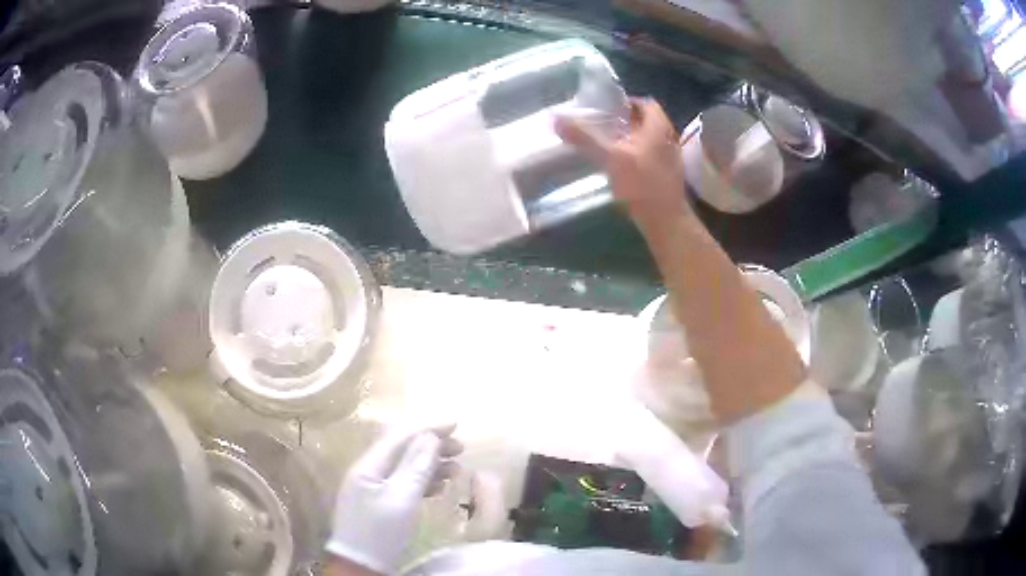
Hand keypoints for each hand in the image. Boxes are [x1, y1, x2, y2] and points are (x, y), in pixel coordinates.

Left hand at [325, 425, 462, 574]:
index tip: (456, 424)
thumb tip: (429, 436)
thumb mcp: (402, 499)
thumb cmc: (381, 531)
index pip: (399, 436)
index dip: (427, 428)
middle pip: (402, 449)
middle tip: (461, 449)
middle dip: (431, 446)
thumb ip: (416, 466)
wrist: (361, 565)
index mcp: (369, 466)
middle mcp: (369, 471)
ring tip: (456, 469)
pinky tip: (439, 487)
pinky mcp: (378, 503)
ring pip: (404, 467)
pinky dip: (422, 481)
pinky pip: (403, 483)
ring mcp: (372, 487)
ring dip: (430, 464)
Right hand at [555, 98, 687, 223]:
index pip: (645, 102)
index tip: (605, 108)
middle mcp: (669, 137)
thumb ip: (584, 137)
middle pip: (646, 121)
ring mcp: (670, 157)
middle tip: (601, 125)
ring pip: (648, 139)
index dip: (626, 101)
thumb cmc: (641, 184)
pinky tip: (620, 165)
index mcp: (658, 127)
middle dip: (624, 121)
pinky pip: (650, 154)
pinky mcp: (667, 174)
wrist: (666, 221)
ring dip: (629, 138)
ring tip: (606, 143)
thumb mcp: (610, 157)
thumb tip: (556, 119)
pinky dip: (635, 153)